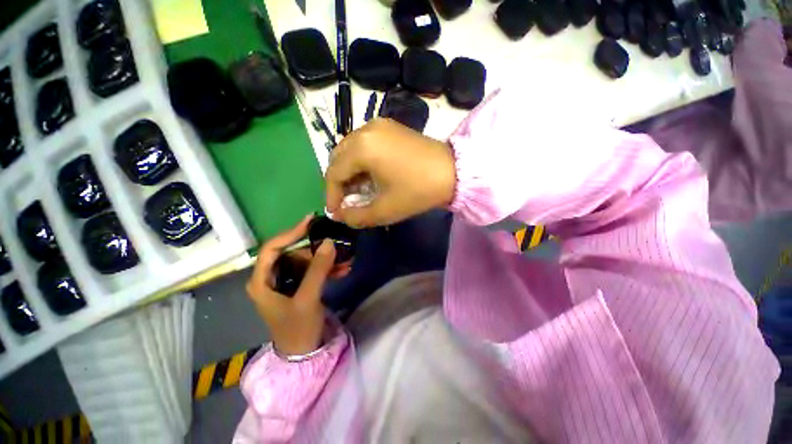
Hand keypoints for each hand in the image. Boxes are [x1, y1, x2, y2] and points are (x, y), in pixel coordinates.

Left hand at [246, 215, 342, 355]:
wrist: (303, 354)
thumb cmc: (298, 328)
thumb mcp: (308, 298)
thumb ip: (318, 269)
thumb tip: (329, 241)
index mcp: (262, 281)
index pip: (272, 248)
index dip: (291, 233)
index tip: (311, 222)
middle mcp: (272, 278)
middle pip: (293, 254)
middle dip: (317, 251)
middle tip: (337, 245)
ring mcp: (286, 282)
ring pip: (306, 262)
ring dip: (327, 261)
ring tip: (346, 260)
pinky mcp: (299, 286)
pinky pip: (313, 272)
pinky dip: (327, 270)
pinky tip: (343, 270)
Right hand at [325, 118, 455, 227]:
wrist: (453, 172)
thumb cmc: (418, 191)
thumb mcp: (385, 210)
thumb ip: (356, 216)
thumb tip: (340, 215)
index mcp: (362, 147)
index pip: (334, 172)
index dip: (331, 195)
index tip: (335, 212)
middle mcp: (366, 129)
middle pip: (338, 157)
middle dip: (338, 181)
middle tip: (346, 201)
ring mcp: (379, 125)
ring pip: (350, 148)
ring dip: (349, 170)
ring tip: (357, 189)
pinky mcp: (390, 126)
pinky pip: (364, 143)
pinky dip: (361, 159)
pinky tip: (369, 174)